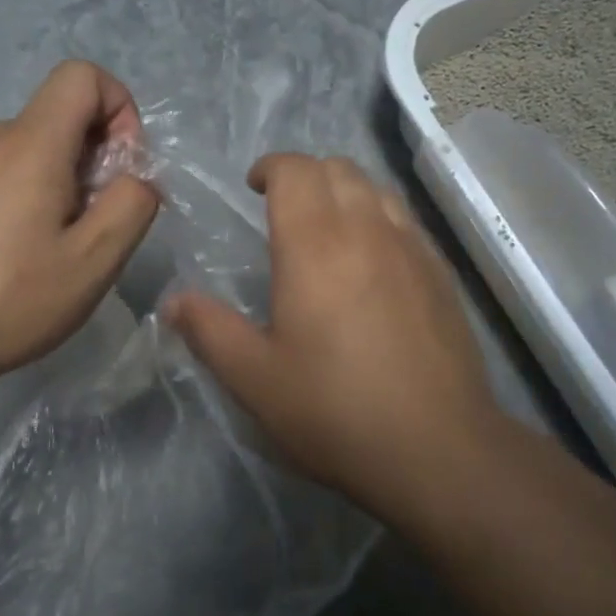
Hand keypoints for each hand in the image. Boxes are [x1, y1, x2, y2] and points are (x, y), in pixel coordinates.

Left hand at [0, 61, 160, 401]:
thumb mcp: (94, 260)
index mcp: (31, 143)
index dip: (121, 109)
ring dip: (70, 183)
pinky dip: (38, 196)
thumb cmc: (10, 300)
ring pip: (40, 147)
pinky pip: (12, 171)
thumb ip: (133, 205)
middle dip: (100, 158)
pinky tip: (25, 255)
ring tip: (61, 248)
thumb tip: (136, 179)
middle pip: (64, 115)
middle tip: (96, 226)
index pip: (84, 76)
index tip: (123, 168)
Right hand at [164, 153, 506, 518]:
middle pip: (338, 168)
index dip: (271, 168)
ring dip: (345, 192)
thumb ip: (209, 331)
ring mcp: (413, 249)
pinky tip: (373, 261)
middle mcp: (368, 230)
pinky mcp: (442, 274)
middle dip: (305, 175)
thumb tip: (173, 302)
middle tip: (283, 209)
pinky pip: (406, 221)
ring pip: (377, 189)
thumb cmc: (334, 410)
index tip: (253, 189)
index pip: (295, 170)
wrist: (438, 448)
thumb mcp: (254, 378)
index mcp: (315, 245)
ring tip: (327, 228)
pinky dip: (380, 218)